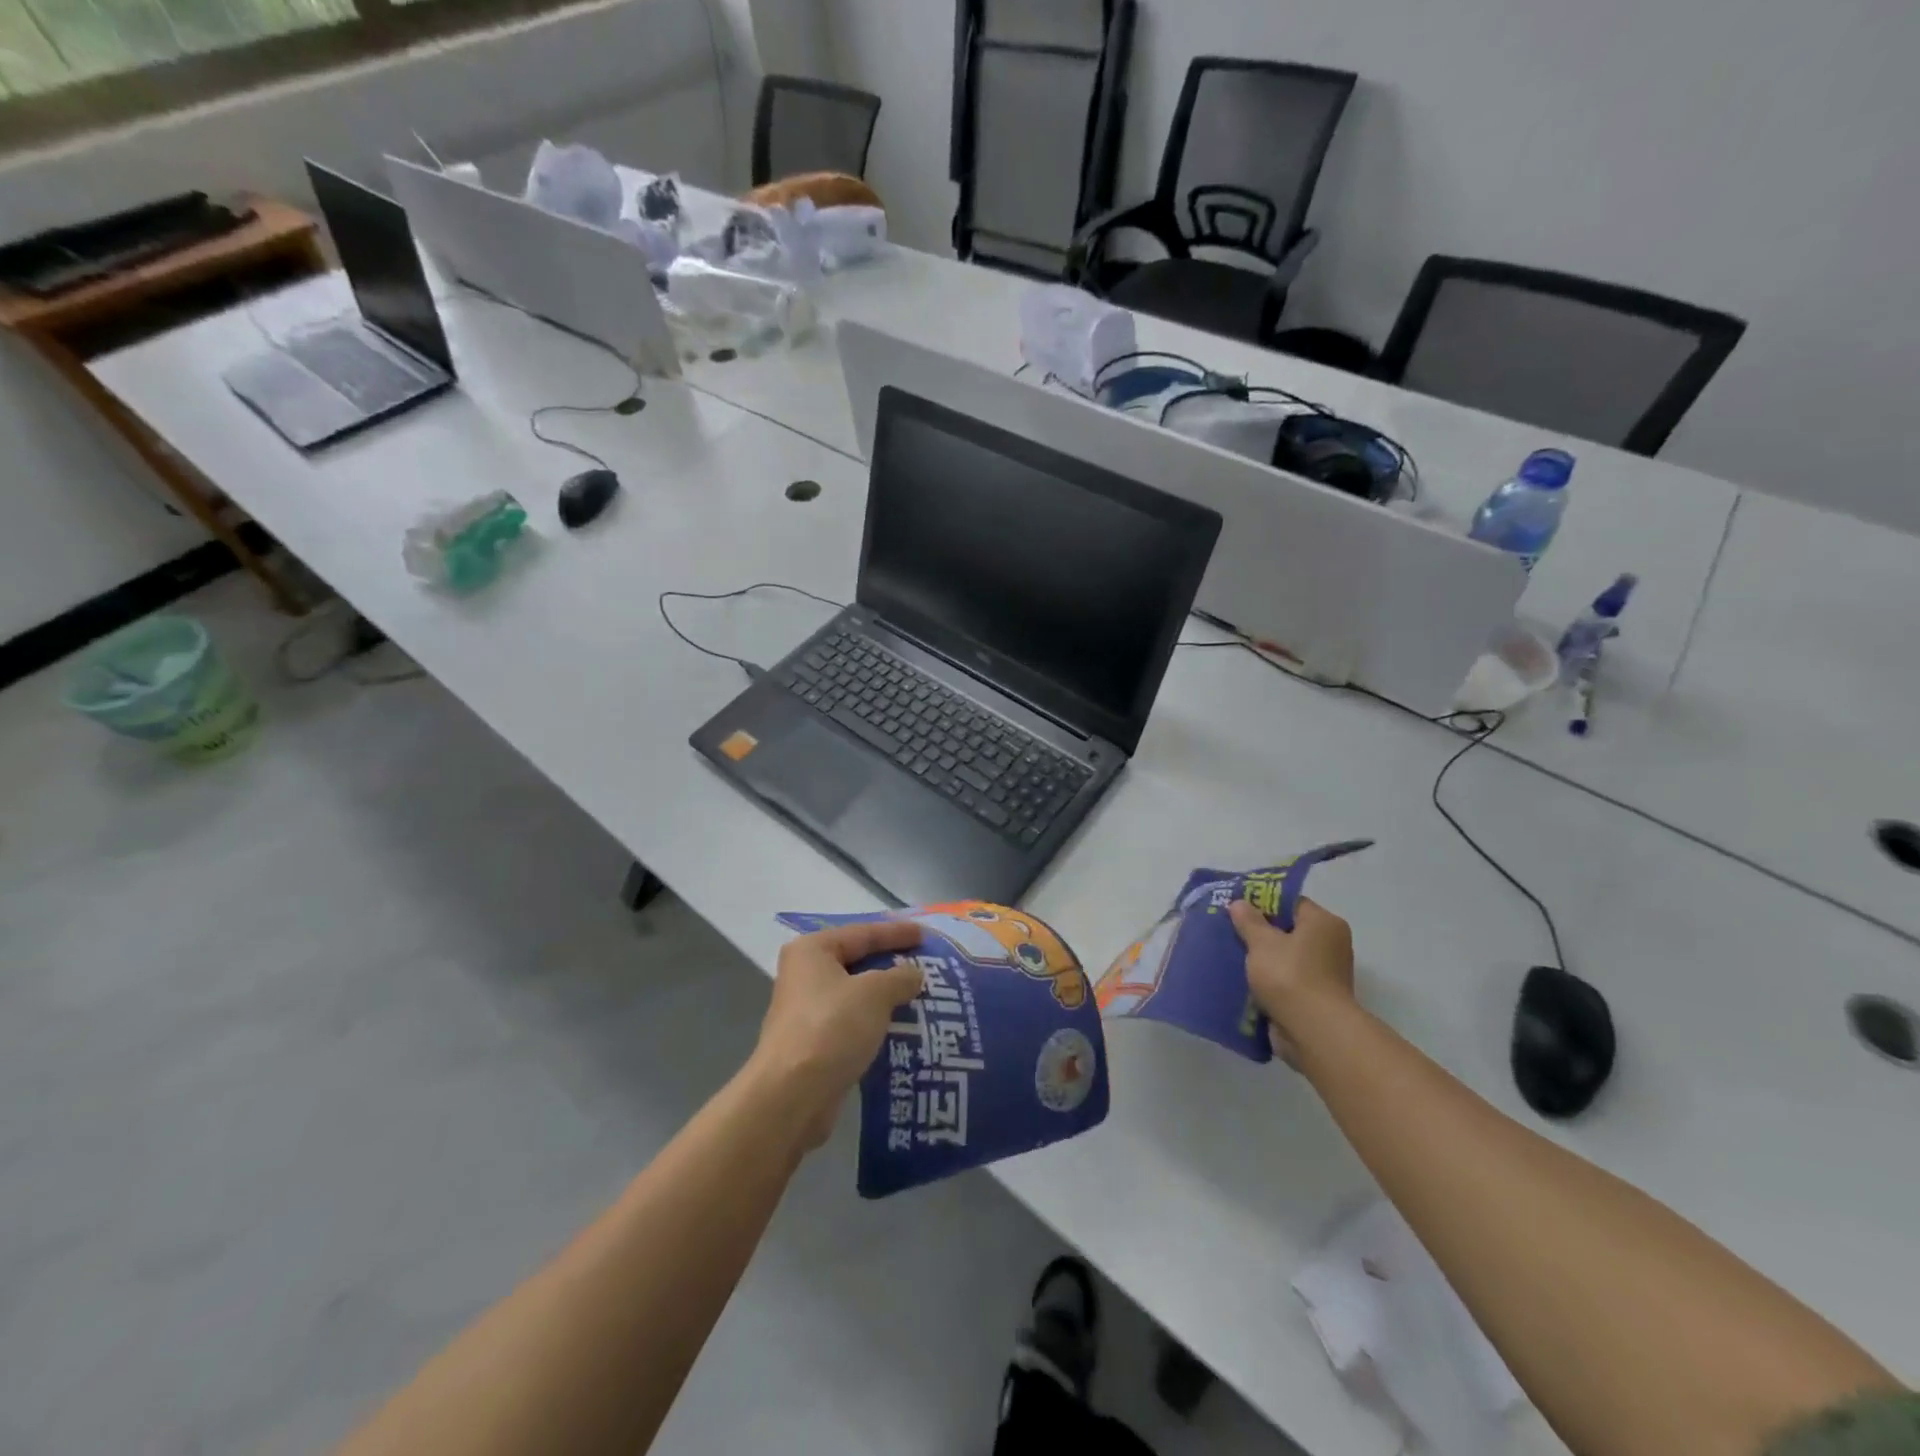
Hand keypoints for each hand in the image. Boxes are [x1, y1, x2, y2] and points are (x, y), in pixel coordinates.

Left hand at [752, 920, 924, 1147]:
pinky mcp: (813, 1044)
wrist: (792, 1096)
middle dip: (891, 964)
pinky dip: (875, 1021)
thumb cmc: (832, 1027)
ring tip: (920, 996)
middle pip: (857, 961)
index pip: (863, 933)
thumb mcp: (875, 993)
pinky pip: (852, 1022)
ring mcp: (806, 1011)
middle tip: (925, 964)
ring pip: (855, 995)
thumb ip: (900, 977)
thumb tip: (914, 975)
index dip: (896, 933)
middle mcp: (804, 975)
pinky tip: (902, 1027)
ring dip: (885, 996)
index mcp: (812, 950)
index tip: (925, 934)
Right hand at [1228, 897, 1354, 1063]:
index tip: (1236, 906)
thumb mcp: (1262, 942)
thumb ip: (1248, 921)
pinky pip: (1285, 981)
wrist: (1314, 1032)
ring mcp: (1324, 974)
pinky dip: (1268, 981)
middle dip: (1259, 932)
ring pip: (1285, 958)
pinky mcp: (1315, 999)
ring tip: (1230, 955)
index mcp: (1324, 924)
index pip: (1291, 903)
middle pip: (1288, 930)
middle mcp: (1330, 945)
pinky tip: (1242, 981)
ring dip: (1261, 959)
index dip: (1262, 902)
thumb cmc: (1290, 976)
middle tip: (1229, 929)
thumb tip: (1240, 903)